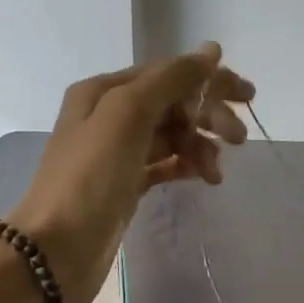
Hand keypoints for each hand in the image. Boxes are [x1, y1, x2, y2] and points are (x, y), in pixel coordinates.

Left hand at [9, 44, 252, 302]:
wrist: (55, 251)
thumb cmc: (90, 177)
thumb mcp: (128, 115)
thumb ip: (170, 79)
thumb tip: (211, 51)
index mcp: (105, 91)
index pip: (168, 73)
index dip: (209, 80)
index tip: (248, 97)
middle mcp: (109, 115)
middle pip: (172, 103)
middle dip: (207, 115)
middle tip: (239, 139)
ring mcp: (117, 152)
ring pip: (172, 135)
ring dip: (200, 145)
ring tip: (216, 172)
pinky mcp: (125, 184)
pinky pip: (165, 163)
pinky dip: (186, 165)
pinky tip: (204, 178)